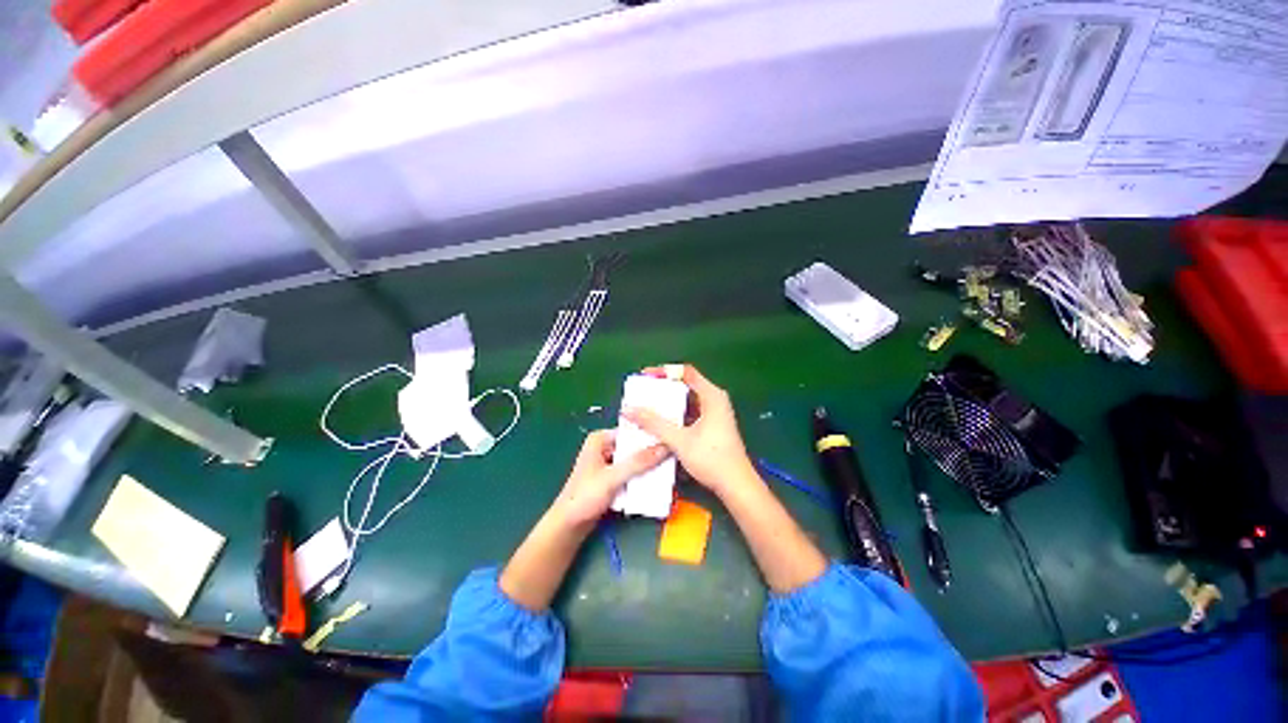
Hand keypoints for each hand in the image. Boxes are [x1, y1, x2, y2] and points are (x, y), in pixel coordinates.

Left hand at [552, 430, 667, 528]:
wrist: (568, 527)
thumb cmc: (584, 498)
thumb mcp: (613, 478)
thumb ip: (638, 463)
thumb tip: (665, 447)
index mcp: (600, 438)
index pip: (631, 431)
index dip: (651, 435)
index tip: (670, 439)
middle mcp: (604, 446)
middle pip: (634, 446)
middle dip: (651, 452)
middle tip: (673, 455)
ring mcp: (608, 462)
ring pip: (634, 460)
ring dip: (648, 466)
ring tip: (669, 468)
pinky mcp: (611, 478)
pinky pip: (631, 472)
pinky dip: (641, 477)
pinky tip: (656, 481)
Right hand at [623, 365, 758, 496]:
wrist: (736, 485)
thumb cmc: (711, 458)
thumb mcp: (679, 439)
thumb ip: (654, 423)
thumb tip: (628, 409)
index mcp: (712, 395)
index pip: (686, 372)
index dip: (664, 371)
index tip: (645, 377)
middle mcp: (715, 400)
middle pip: (686, 385)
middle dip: (663, 388)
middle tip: (642, 393)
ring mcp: (715, 413)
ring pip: (687, 400)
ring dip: (668, 403)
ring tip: (647, 407)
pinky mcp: (712, 426)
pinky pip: (690, 412)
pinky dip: (675, 415)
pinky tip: (660, 423)